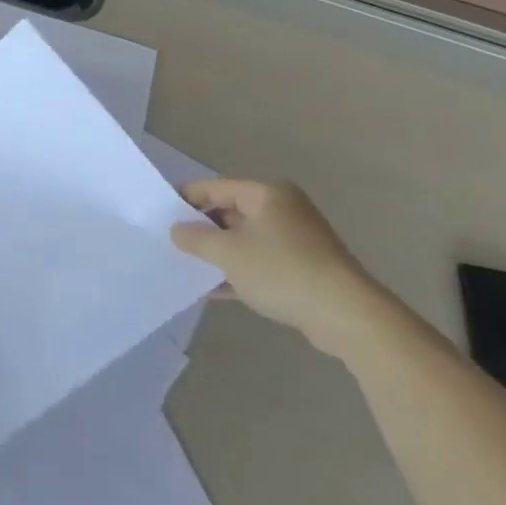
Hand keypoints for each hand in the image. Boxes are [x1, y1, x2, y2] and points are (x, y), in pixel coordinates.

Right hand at [170, 179, 394, 358]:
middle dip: (201, 229)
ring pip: (244, 240)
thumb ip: (194, 238)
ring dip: (218, 253)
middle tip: (170, 244)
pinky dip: (237, 271)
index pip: (214, 188)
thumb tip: (176, 230)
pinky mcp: (303, 267)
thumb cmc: (281, 271)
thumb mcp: (227, 252)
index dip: (185, 200)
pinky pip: (259, 262)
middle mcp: (282, 209)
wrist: (346, 316)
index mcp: (266, 194)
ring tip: (186, 266)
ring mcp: (295, 240)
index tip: (158, 217)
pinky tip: (212, 289)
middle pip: (229, 212)